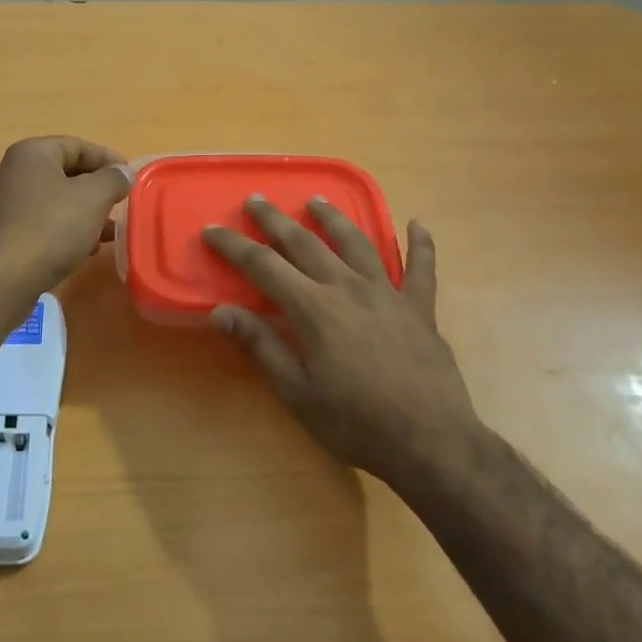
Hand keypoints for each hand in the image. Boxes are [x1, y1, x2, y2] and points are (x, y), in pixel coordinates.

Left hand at [0, 136, 131, 299]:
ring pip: (51, 202)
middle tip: (119, 204)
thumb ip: (113, 180)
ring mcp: (0, 205)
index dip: (107, 159)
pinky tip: (81, 250)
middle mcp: (9, 173)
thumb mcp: (92, 199)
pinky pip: (38, 224)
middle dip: (95, 189)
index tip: (130, 177)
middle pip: (62, 173)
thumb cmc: (50, 228)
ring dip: (82, 214)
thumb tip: (124, 172)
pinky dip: (62, 231)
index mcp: (30, 154)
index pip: (76, 146)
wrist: (0, 280)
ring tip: (108, 233)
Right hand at [204, 197, 480, 481]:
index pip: (263, 266)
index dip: (234, 246)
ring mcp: (389, 294)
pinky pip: (422, 268)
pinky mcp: (421, 309)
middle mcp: (348, 288)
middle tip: (256, 200)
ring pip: (357, 243)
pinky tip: (417, 225)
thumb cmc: (356, 423)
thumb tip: (219, 311)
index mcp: (314, 308)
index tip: (211, 230)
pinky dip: (421, 245)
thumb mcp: (296, 392)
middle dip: (275, 220)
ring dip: (334, 218)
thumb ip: (260, 346)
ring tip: (317, 201)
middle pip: (305, 243)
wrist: (430, 442)